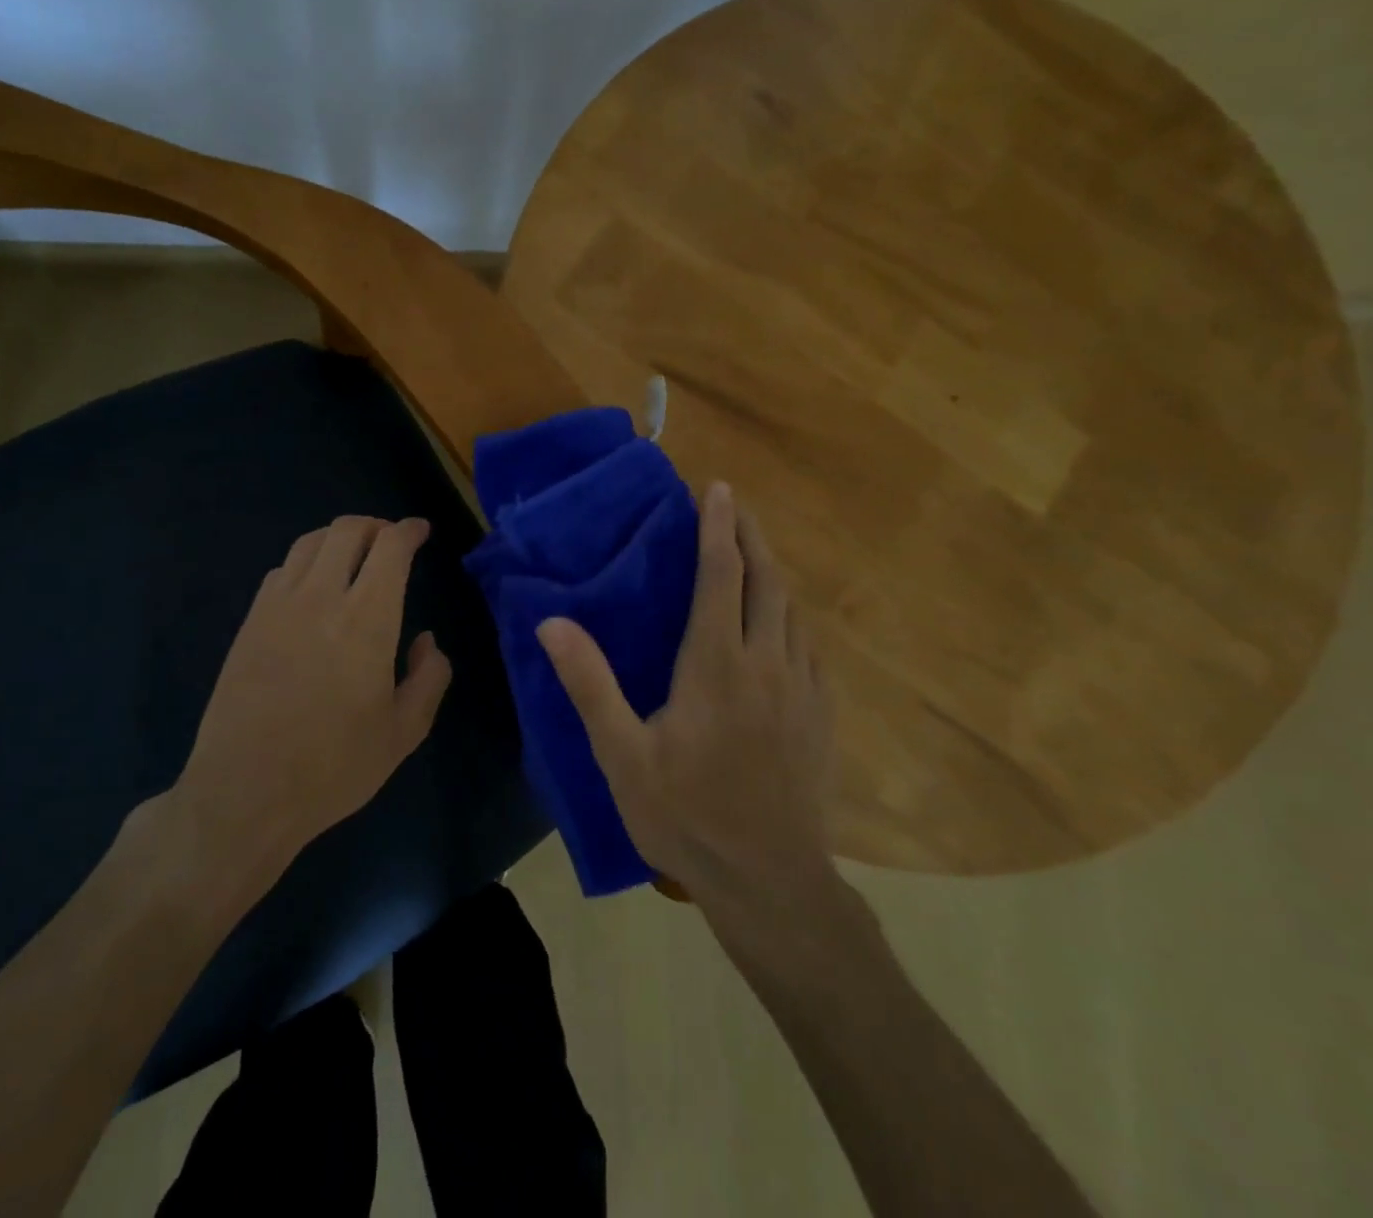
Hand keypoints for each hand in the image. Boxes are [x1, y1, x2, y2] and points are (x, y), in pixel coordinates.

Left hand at [165, 515, 452, 883]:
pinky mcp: (249, 623)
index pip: (390, 547)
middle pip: (347, 531)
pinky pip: (282, 570)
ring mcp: (278, 607)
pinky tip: (313, 588)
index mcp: (367, 620)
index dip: (409, 530)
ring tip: (354, 556)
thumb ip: (429, 678)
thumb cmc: (333, 767)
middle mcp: (321, 598)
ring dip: (338, 538)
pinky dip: (306, 563)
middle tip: (391, 541)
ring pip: (310, 543)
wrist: (244, 793)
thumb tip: (428, 641)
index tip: (421, 531)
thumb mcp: (404, 733)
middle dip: (375, 525)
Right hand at [537, 483, 832, 902]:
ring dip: (773, 574)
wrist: (771, 882)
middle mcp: (767, 662)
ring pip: (793, 611)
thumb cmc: (688, 816)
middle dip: (752, 536)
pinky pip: (809, 646)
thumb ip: (589, 684)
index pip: (721, 575)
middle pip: (766, 580)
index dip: (718, 527)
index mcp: (717, 664)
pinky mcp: (822, 715)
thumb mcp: (623, 755)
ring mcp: (802, 688)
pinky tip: (783, 627)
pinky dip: (792, 618)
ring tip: (755, 557)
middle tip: (738, 507)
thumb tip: (550, 622)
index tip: (717, 490)